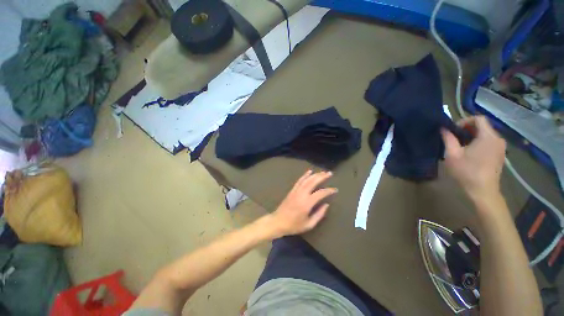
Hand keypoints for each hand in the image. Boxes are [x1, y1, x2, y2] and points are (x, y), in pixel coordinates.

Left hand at [267, 170, 336, 237]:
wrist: (278, 222)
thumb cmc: (294, 225)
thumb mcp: (309, 225)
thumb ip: (319, 215)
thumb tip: (326, 205)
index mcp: (307, 203)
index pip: (320, 193)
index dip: (328, 191)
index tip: (335, 190)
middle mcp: (301, 194)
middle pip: (313, 182)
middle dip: (322, 176)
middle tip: (329, 173)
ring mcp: (296, 191)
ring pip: (306, 180)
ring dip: (315, 175)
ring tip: (322, 172)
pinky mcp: (292, 190)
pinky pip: (299, 181)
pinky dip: (305, 175)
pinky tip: (309, 171)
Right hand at [441, 116, 505, 202]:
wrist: (483, 191)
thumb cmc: (466, 171)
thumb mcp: (452, 154)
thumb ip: (448, 139)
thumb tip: (443, 128)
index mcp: (488, 137)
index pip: (479, 118)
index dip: (465, 121)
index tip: (454, 130)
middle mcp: (498, 139)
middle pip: (483, 126)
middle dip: (467, 129)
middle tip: (454, 138)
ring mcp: (501, 147)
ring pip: (486, 134)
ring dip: (472, 136)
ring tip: (460, 146)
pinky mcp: (500, 155)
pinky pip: (489, 142)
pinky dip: (479, 142)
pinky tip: (470, 153)